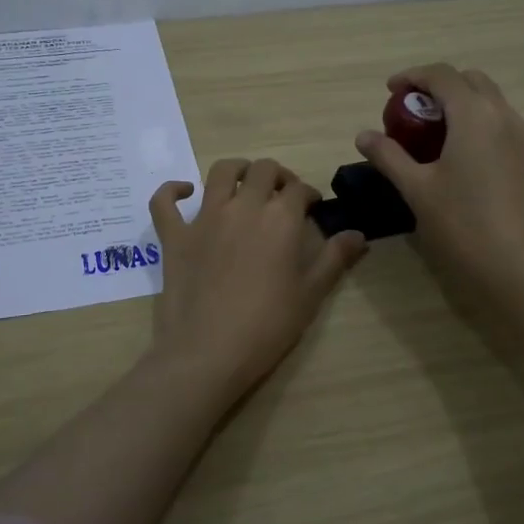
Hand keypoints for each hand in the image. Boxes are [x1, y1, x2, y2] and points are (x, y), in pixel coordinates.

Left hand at [147, 157, 366, 401]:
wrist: (209, 352)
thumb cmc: (267, 326)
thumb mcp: (310, 294)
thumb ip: (334, 259)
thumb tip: (359, 234)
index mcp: (280, 219)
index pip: (299, 189)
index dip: (309, 194)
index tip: (313, 207)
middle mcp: (242, 207)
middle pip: (262, 171)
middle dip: (277, 176)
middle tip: (282, 194)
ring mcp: (204, 218)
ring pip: (219, 172)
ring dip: (236, 170)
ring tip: (244, 182)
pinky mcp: (174, 236)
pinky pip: (164, 201)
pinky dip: (171, 191)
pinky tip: (183, 192)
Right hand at [355, 64, 523, 295]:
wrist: (519, 269)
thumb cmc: (462, 224)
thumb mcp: (417, 189)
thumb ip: (389, 156)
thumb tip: (363, 135)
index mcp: (475, 115)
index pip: (442, 75)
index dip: (413, 76)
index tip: (390, 91)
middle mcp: (504, 116)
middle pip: (471, 81)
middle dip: (440, 86)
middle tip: (412, 111)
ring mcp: (523, 139)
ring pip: (490, 102)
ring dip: (461, 105)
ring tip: (432, 134)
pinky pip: (501, 125)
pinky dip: (478, 125)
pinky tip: (460, 158)